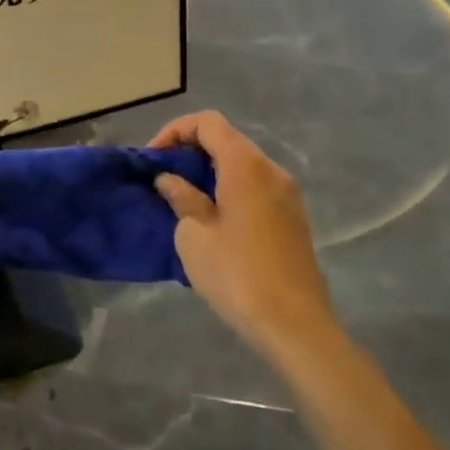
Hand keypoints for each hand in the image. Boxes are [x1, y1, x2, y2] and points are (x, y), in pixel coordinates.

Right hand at [150, 111, 335, 360]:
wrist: (295, 326)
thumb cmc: (237, 274)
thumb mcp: (194, 235)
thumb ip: (181, 197)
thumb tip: (171, 180)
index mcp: (246, 165)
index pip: (208, 123)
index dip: (175, 131)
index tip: (154, 158)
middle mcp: (271, 170)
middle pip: (227, 140)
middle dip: (191, 151)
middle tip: (163, 178)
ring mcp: (287, 195)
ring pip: (242, 165)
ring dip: (210, 172)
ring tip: (182, 199)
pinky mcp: (293, 219)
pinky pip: (255, 187)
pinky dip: (229, 189)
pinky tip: (211, 219)